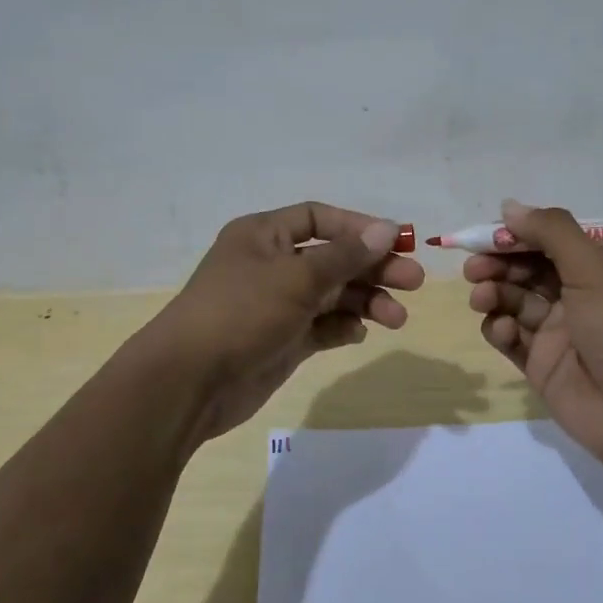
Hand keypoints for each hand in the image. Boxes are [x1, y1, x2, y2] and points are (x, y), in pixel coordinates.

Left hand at [156, 202, 424, 443]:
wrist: (188, 383)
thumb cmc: (241, 313)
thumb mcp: (296, 278)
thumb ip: (345, 255)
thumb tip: (388, 229)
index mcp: (264, 235)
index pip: (319, 218)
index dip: (359, 227)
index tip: (397, 242)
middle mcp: (271, 264)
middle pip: (333, 258)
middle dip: (373, 268)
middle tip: (414, 282)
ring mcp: (277, 304)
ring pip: (332, 295)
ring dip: (365, 302)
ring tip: (397, 319)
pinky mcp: (282, 340)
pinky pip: (321, 327)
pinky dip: (342, 328)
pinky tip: (358, 334)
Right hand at [466, 199, 602, 466]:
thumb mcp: (595, 269)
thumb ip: (551, 233)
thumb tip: (509, 206)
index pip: (552, 240)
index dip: (518, 235)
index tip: (488, 236)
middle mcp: (581, 295)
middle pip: (528, 269)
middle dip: (499, 264)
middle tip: (474, 267)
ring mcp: (560, 331)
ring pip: (515, 301)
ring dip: (494, 293)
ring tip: (482, 298)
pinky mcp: (541, 364)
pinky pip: (511, 337)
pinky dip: (499, 328)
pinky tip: (499, 329)